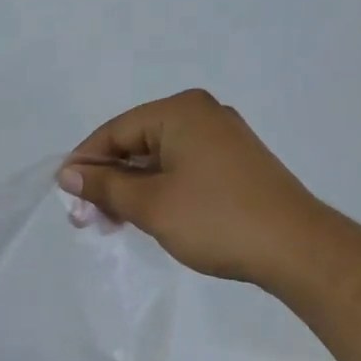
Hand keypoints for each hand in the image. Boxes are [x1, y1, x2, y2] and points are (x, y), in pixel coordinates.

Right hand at [59, 89, 318, 284]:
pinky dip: (158, 190)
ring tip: (110, 223)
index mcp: (180, 111)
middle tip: (85, 218)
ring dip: (131, 189)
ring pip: (158, 159)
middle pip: (136, 143)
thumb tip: (68, 174)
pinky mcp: (235, 164)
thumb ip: (105, 186)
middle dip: (108, 180)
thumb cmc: (215, 220)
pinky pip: (181, 169)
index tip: (65, 196)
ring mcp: (222, 139)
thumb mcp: (150, 204)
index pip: (115, 131)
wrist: (296, 249)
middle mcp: (202, 115)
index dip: (85, 163)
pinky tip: (145, 216)